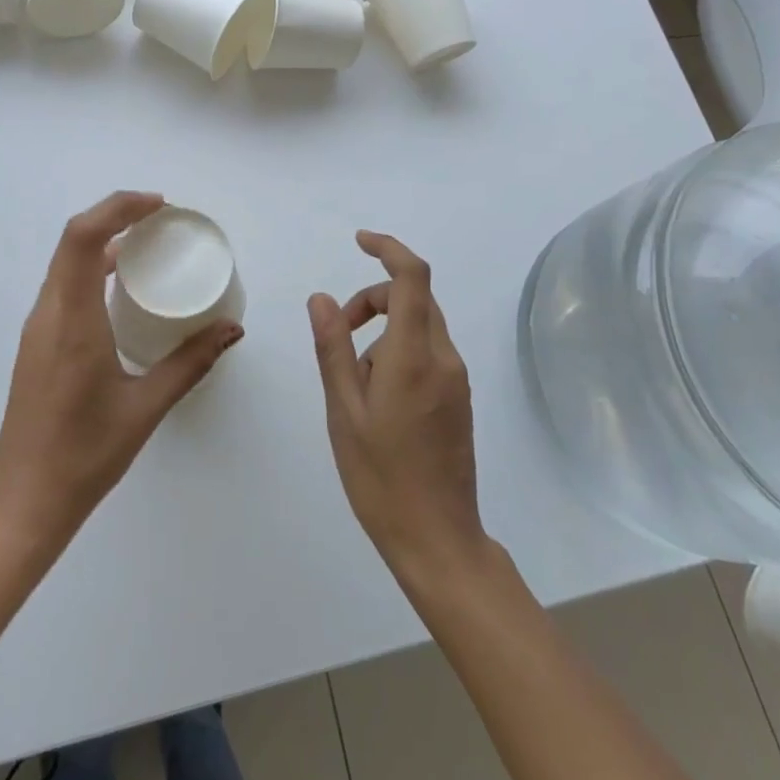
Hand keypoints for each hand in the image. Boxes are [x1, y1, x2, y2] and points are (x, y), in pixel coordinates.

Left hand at [0, 191, 243, 551]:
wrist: (26, 500)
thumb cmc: (86, 456)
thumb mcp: (146, 408)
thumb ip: (190, 363)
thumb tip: (231, 329)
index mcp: (72, 321)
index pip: (83, 239)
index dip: (118, 208)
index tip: (159, 207)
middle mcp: (48, 314)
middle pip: (73, 241)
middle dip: (116, 216)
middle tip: (161, 219)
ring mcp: (37, 328)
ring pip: (66, 262)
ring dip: (102, 240)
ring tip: (148, 244)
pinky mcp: (37, 342)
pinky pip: (64, 285)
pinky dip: (92, 267)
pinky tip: (123, 287)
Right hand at [309, 231, 486, 580]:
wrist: (437, 538)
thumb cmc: (380, 476)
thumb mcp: (343, 410)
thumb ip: (332, 348)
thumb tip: (321, 298)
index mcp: (414, 357)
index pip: (412, 277)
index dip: (388, 248)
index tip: (359, 241)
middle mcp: (444, 358)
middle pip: (414, 297)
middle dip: (372, 298)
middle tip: (335, 333)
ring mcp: (457, 379)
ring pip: (419, 325)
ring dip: (382, 329)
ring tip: (352, 382)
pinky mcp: (459, 398)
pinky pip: (427, 352)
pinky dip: (397, 351)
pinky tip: (376, 397)